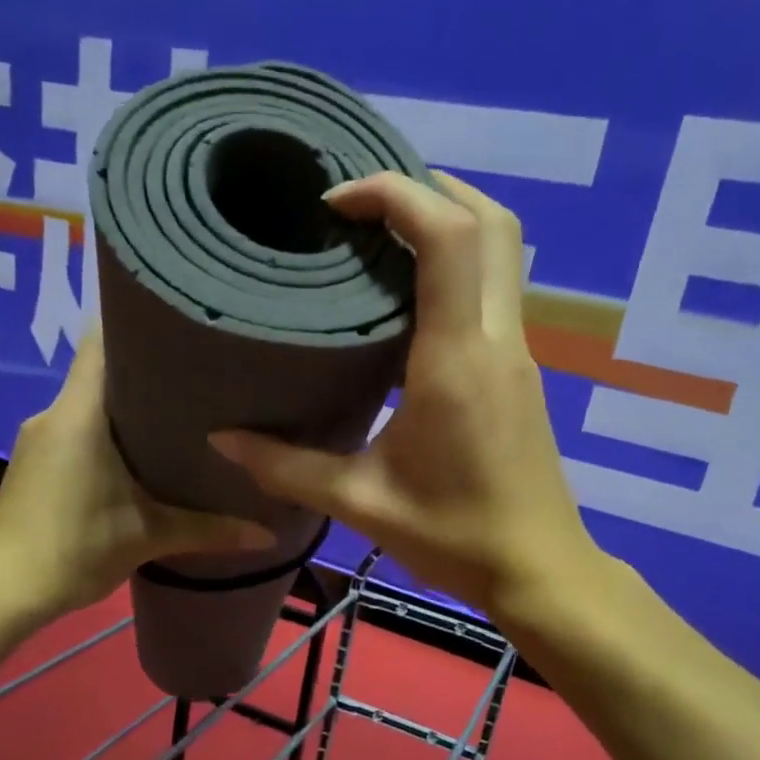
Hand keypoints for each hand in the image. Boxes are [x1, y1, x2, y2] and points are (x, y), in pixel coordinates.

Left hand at [0, 331, 273, 622]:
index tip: (183, 326)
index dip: (139, 323)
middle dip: (149, 367)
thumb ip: (210, 530)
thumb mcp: (149, 537)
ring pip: (91, 399)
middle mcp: (55, 412)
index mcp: (79, 414)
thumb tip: (270, 535)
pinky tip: (144, 449)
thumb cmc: (75, 549)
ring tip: (182, 410)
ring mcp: (41, 435)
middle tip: (201, 374)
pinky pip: (79, 424)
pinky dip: (110, 427)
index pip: (102, 340)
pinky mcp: (38, 459)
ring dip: (129, 401)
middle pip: (102, 368)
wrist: (5, 589)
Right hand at [210, 170, 601, 619]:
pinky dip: (458, 267)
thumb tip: (222, 440)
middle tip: (364, 203)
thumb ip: (287, 467)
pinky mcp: (521, 374)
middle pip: (492, 223)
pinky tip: (409, 301)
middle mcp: (496, 341)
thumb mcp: (360, 503)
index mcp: (456, 360)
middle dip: (431, 190)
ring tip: (380, 238)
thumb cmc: (454, 536)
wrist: (537, 570)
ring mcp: (518, 355)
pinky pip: (495, 292)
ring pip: (502, 253)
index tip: (335, 203)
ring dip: (450, 224)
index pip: (448, 236)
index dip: (394, 195)